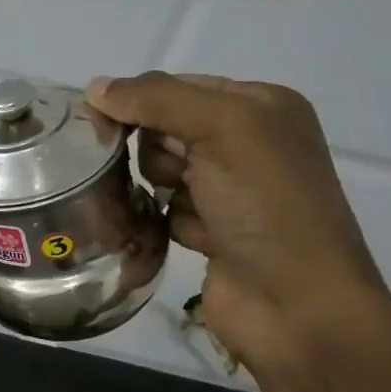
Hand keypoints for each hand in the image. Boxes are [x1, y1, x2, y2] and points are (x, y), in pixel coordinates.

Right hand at [87, 73, 390, 379]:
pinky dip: (166, 218)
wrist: (296, 306)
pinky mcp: (212, 229)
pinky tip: (188, 235)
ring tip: (183, 207)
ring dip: (160, 186)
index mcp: (262, 106)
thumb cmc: (266, 205)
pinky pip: (163, 208)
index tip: (108, 126)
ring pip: (158, 168)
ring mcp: (231, 189)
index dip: (140, 102)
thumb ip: (156, 99)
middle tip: (177, 174)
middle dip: (157, 149)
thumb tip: (94, 88)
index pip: (176, 85)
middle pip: (163, 127)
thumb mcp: (221, 128)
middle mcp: (249, 142)